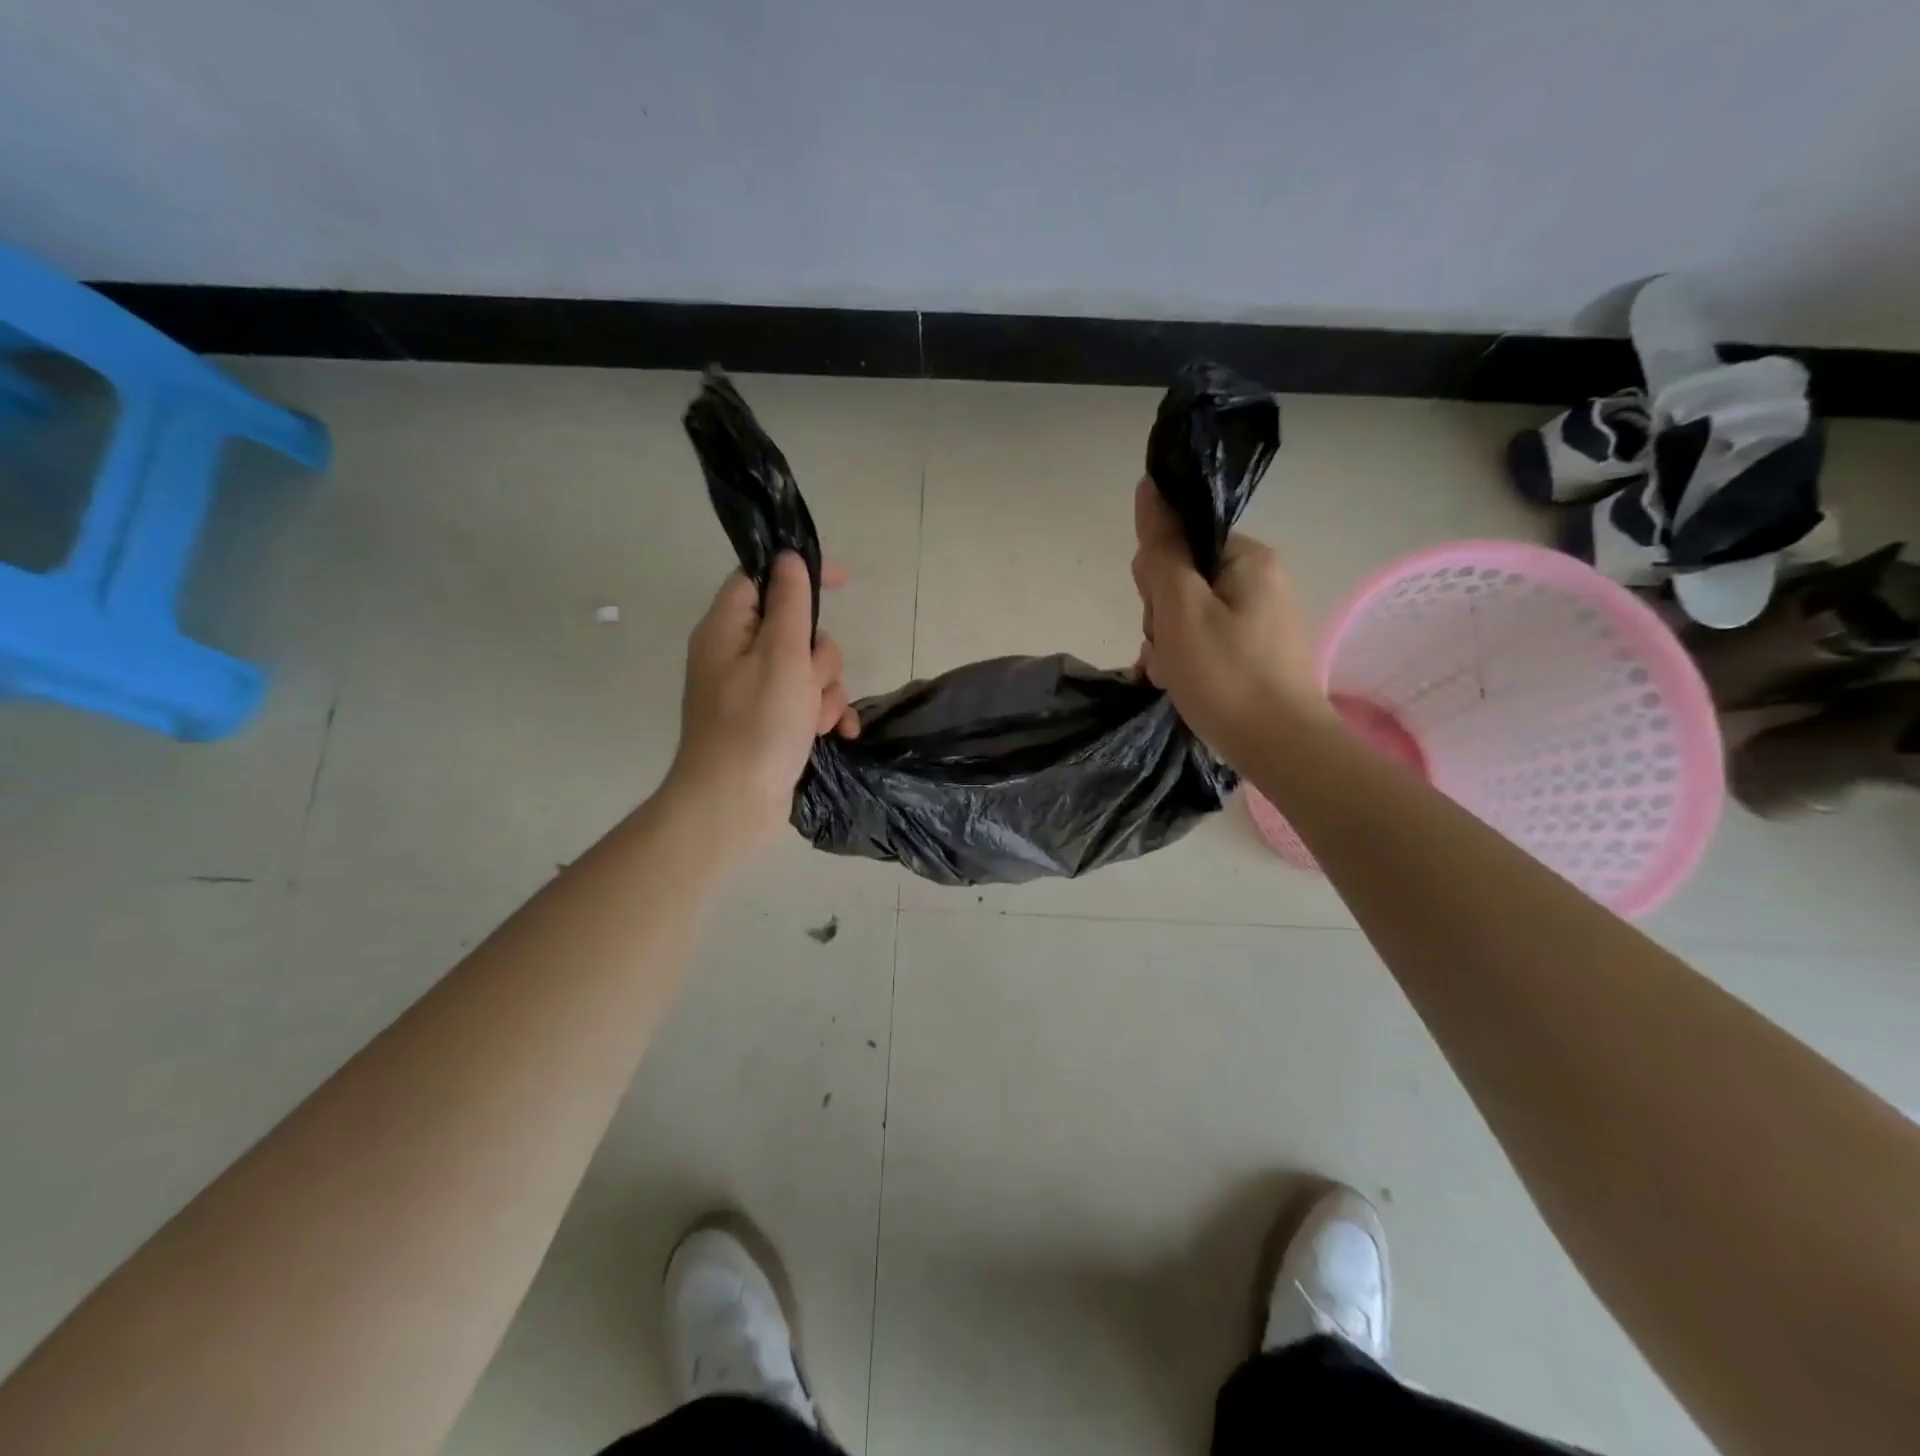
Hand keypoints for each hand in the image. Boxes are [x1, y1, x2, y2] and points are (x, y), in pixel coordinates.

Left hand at [665, 552, 859, 854]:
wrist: (732, 805)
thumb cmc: (757, 725)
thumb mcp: (781, 655)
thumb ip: (790, 603)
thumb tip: (788, 558)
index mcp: (726, 629)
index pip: (761, 579)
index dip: (799, 573)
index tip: (842, 580)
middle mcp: (736, 655)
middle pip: (795, 629)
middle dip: (819, 657)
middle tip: (809, 683)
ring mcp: (753, 692)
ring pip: (808, 669)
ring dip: (825, 692)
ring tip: (816, 721)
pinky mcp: (769, 722)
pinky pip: (807, 702)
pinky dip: (824, 714)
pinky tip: (838, 734)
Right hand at [1130, 477, 1327, 760]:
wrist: (1282, 749)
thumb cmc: (1227, 676)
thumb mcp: (1181, 610)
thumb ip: (1163, 550)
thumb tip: (1150, 488)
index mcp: (1248, 559)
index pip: (1181, 543)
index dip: (1157, 579)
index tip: (1159, 616)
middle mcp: (1261, 581)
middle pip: (1184, 581)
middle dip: (1162, 618)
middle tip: (1168, 653)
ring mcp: (1262, 620)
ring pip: (1191, 617)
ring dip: (1170, 646)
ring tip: (1175, 678)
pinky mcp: (1259, 654)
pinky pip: (1209, 643)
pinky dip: (1190, 662)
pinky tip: (1184, 687)